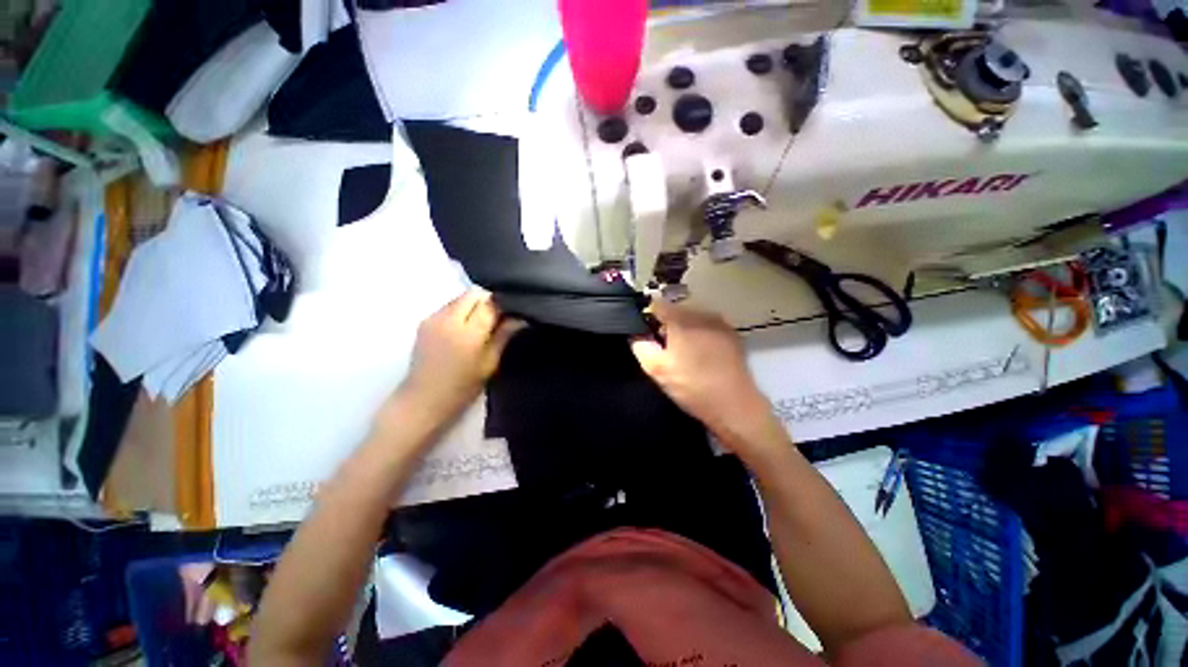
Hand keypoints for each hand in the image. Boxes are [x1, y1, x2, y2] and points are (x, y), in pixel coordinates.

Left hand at [400, 289, 525, 423]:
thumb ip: (504, 336)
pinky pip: (449, 305)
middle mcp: (449, 319)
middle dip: (489, 300)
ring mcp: (433, 318)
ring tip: (482, 323)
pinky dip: (461, 309)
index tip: (514, 312)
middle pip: (474, 294)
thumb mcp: (489, 364)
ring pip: (461, 297)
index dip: (505, 305)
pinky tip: (465, 327)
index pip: (491, 304)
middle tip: (499, 317)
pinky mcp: (424, 321)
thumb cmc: (462, 387)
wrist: (423, 399)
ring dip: (475, 304)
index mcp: (468, 333)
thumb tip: (521, 317)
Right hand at [631, 301, 782, 452]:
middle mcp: (701, 314)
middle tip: (667, 349)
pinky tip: (703, 356)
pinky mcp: (732, 334)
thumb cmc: (691, 386)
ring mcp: (720, 322)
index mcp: (681, 320)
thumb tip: (637, 334)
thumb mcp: (656, 369)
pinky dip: (701, 335)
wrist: (734, 405)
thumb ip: (640, 346)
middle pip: (676, 311)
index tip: (649, 335)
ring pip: (693, 318)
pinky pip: (708, 327)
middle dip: (668, 325)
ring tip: (686, 354)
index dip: (649, 318)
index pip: (657, 305)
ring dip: (685, 330)